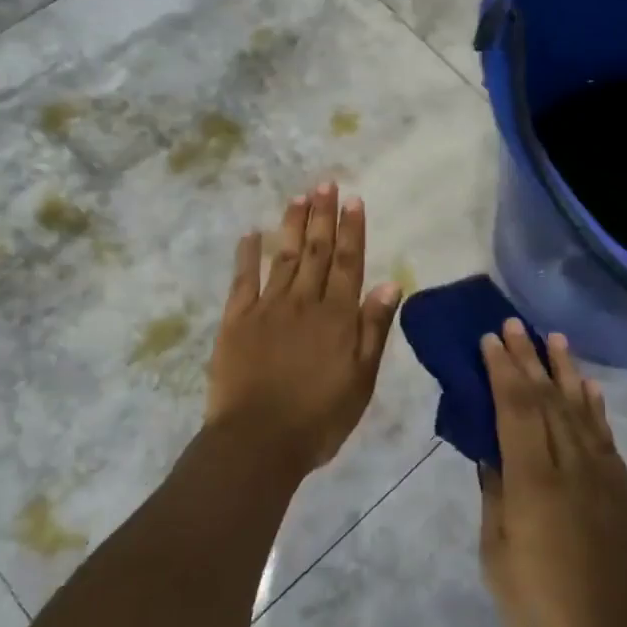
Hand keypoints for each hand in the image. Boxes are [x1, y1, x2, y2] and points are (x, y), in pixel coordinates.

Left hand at [205, 182, 401, 472]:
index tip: (353, 200)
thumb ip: (373, 330)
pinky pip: (243, 280)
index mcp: (337, 317)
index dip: (352, 230)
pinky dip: (247, 255)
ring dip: (292, 225)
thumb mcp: (361, 380)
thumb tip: (389, 283)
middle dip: (322, 216)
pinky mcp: (236, 321)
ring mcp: (267, 308)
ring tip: (299, 197)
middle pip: (316, 251)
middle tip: (325, 184)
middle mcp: (304, 302)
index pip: (349, 263)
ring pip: (283, 257)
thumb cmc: (319, 417)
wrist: (258, 441)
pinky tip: (251, 234)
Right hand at [478, 322, 626, 626]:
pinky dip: (596, 407)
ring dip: (566, 372)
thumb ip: (496, 495)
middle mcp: (573, 468)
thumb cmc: (539, 613)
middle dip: (529, 359)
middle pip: (548, 400)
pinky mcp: (626, 493)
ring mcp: (605, 478)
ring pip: (581, 411)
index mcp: (534, 483)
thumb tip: (492, 454)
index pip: (516, 410)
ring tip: (554, 339)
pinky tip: (589, 388)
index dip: (503, 371)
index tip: (491, 339)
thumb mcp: (498, 556)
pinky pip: (606, 438)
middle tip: (514, 324)